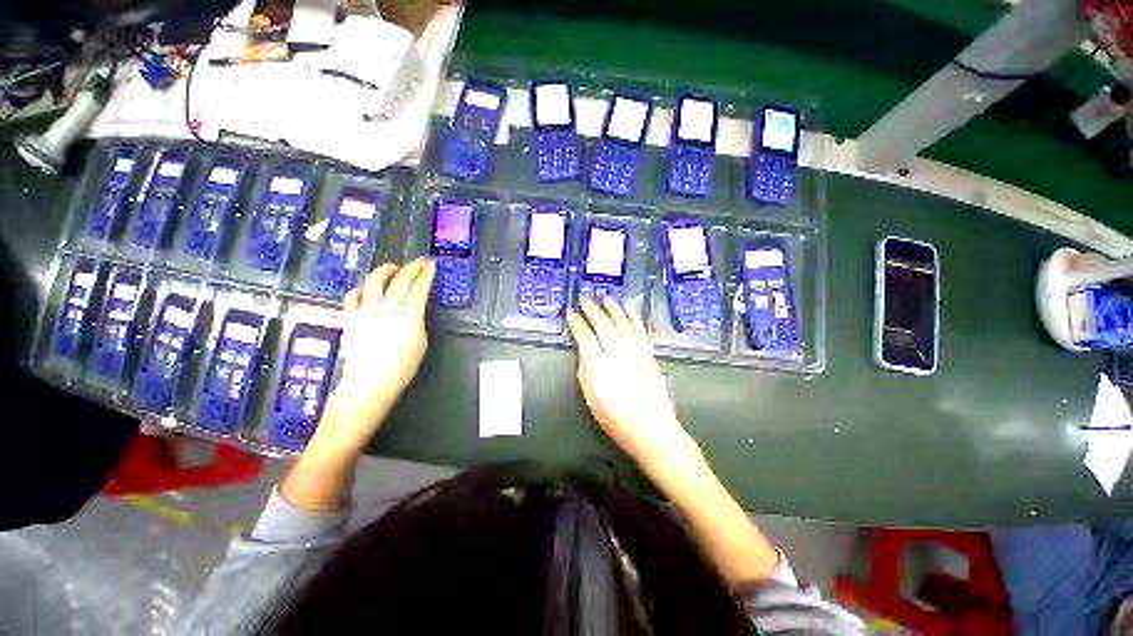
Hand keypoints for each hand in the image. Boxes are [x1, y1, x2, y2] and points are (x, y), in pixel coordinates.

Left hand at [309, 258, 435, 456]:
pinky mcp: (350, 319)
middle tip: (420, 262)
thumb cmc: (402, 367)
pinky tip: (365, 287)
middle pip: (400, 281)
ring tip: (392, 267)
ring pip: (374, 283)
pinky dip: (359, 289)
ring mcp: (365, 312)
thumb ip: (418, 321)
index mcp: (407, 317)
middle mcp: (386, 309)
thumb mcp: (420, 342)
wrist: (370, 383)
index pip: (419, 289)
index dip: (426, 275)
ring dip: (385, 271)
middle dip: (412, 268)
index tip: (431, 266)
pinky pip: (352, 297)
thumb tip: (414, 309)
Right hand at [567, 298, 780, 585]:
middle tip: (584, 300)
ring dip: (613, 308)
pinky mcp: (648, 353)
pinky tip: (628, 307)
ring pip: (623, 321)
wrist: (653, 430)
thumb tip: (584, 351)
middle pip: (603, 324)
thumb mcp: (591, 400)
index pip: (584, 336)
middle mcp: (617, 354)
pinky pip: (639, 328)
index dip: (576, 323)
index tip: (570, 313)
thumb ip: (585, 372)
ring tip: (605, 298)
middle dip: (592, 310)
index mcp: (598, 367)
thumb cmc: (617, 420)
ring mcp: (635, 351)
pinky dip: (633, 315)